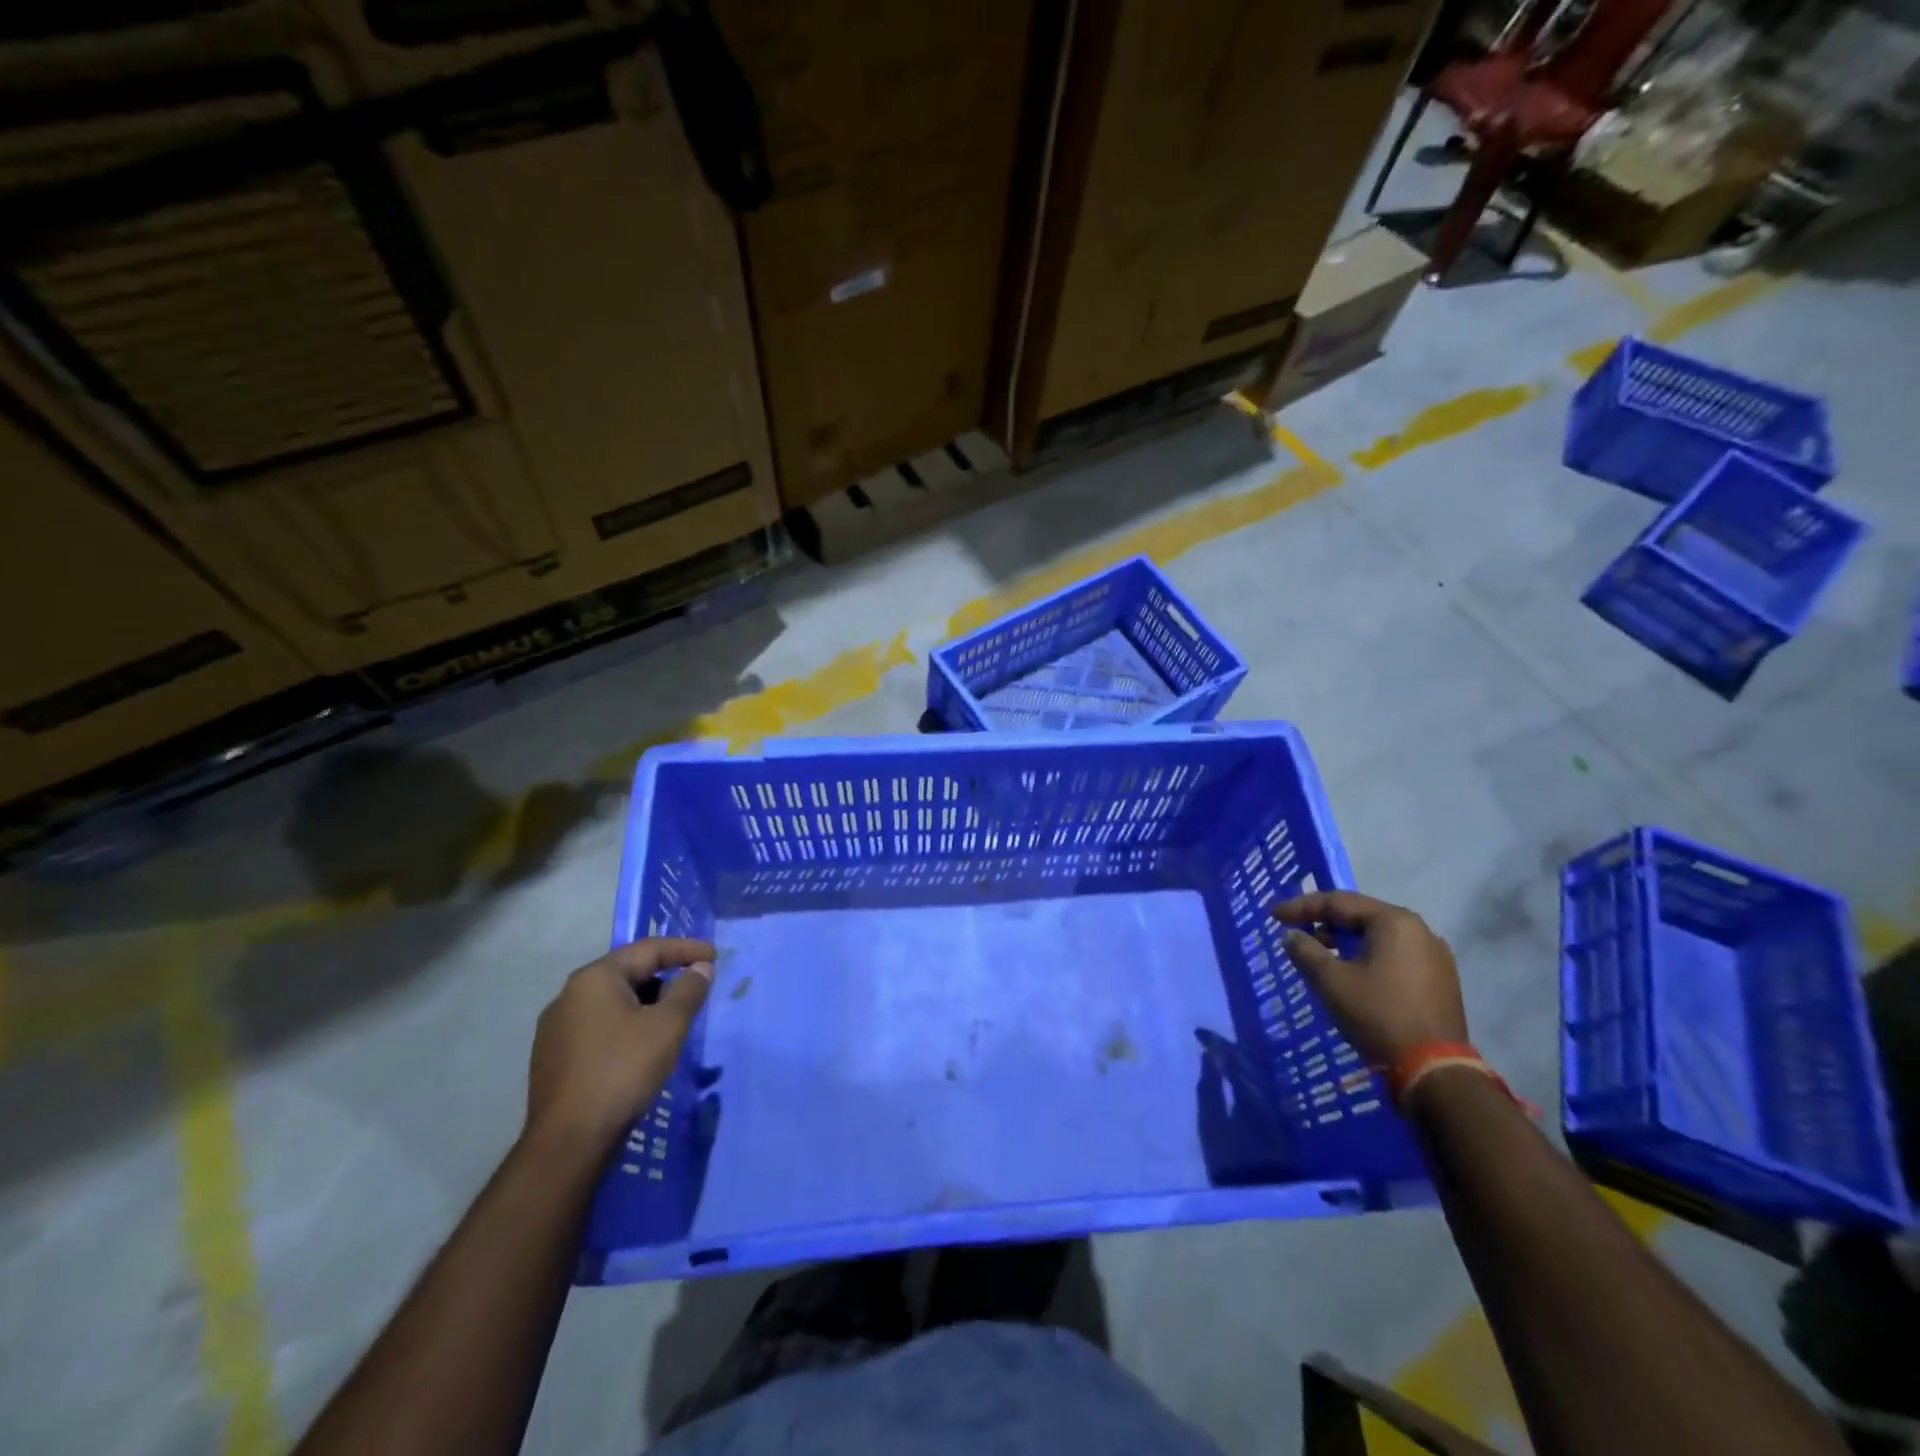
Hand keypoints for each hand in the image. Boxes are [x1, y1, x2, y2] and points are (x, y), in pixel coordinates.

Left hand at [525, 937, 714, 1155]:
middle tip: (696, 987)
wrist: (568, 1142)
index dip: (685, 949)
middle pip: (627, 973)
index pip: (647, 950)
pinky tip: (641, 1046)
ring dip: (646, 1003)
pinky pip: (598, 1027)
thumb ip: (689, 990)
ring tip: (673, 1018)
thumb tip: (700, 967)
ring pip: (612, 1002)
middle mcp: (569, 995)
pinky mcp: (553, 1058)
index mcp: (594, 979)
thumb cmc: (623, 1070)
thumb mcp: (668, 1026)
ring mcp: (556, 1029)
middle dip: (665, 976)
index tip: (713, 955)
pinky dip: (626, 1025)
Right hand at [1269, 891, 1466, 1065]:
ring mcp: (1435, 956)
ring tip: (1319, 953)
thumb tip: (1291, 935)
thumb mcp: (1331, 981)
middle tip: (1295, 931)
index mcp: (1395, 922)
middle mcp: (1420, 930)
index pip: (1339, 902)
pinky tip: (1351, 972)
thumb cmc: (1378, 1015)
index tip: (1274, 915)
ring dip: (1345, 941)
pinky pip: (1394, 955)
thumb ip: (1305, 951)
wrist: (1434, 1071)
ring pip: (1379, 937)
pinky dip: (1367, 956)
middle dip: (1325, 922)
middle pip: (1361, 916)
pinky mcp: (1440, 980)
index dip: (1302, 906)